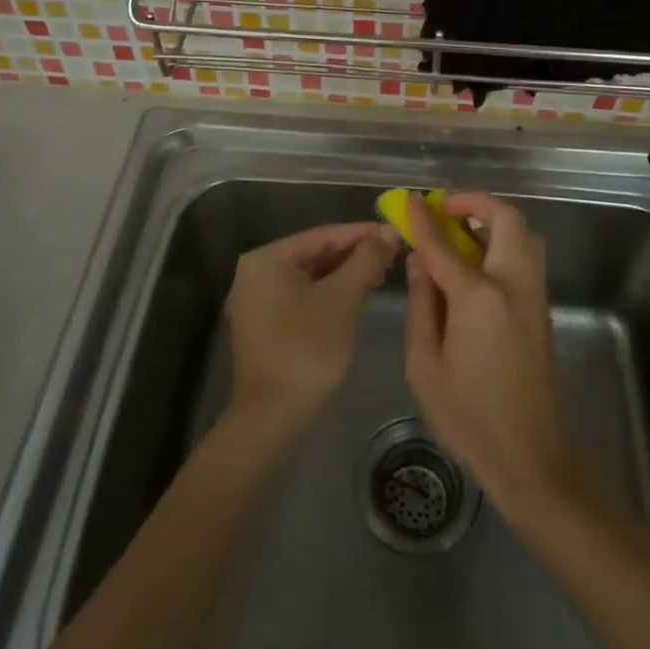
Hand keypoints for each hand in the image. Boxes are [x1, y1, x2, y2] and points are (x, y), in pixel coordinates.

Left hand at [226, 222, 397, 432]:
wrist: (273, 417)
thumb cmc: (307, 349)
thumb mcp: (343, 299)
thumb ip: (365, 261)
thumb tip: (387, 233)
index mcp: (266, 259)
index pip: (322, 235)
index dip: (361, 233)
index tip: (394, 232)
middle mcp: (255, 274)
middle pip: (314, 255)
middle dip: (354, 255)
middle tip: (392, 254)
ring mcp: (257, 302)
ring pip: (309, 278)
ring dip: (344, 275)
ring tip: (381, 273)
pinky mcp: (265, 327)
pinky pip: (302, 298)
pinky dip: (329, 295)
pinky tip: (357, 296)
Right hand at [403, 193, 580, 521]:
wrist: (529, 456)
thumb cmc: (467, 415)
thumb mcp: (424, 363)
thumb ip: (422, 303)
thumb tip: (421, 260)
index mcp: (479, 298)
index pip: (445, 244)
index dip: (425, 219)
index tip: (410, 200)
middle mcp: (514, 285)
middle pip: (505, 220)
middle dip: (475, 203)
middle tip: (446, 209)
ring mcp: (534, 296)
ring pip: (523, 235)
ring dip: (493, 222)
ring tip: (460, 234)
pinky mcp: (542, 310)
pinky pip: (525, 258)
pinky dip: (502, 244)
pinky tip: (476, 265)